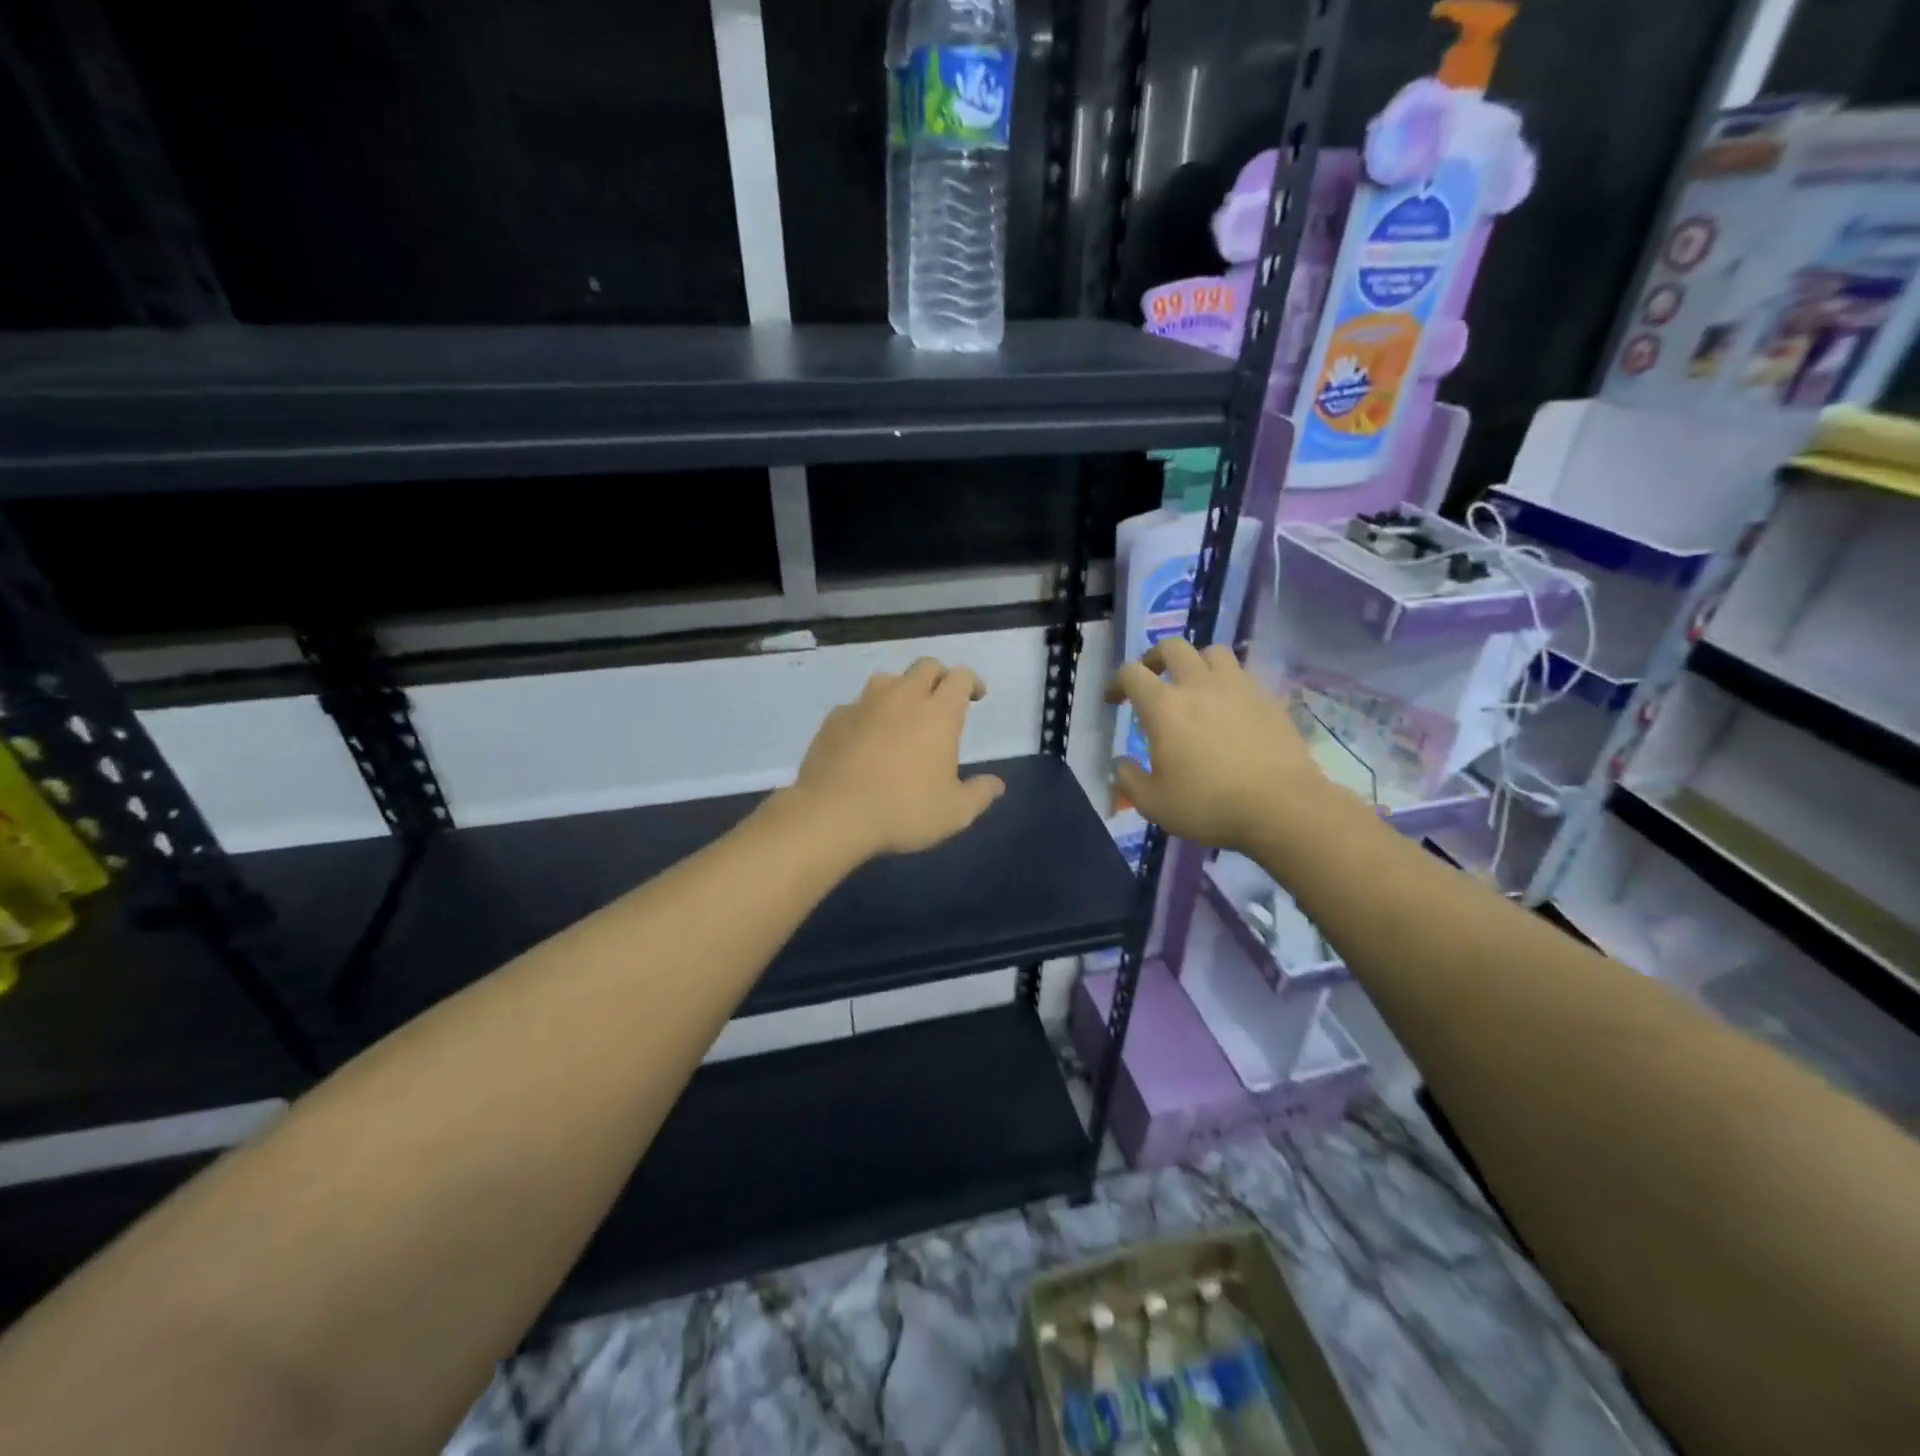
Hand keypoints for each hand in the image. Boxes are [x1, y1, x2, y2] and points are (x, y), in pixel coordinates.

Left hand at [791, 659, 1004, 857]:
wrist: (834, 813)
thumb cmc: (905, 810)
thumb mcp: (955, 812)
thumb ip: (979, 794)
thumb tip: (996, 785)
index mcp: (938, 712)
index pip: (960, 677)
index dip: (972, 682)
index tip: (976, 697)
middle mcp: (902, 697)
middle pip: (926, 666)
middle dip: (939, 677)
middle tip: (942, 700)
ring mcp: (864, 704)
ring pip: (888, 679)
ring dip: (901, 690)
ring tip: (903, 715)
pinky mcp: (834, 718)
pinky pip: (857, 705)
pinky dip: (868, 714)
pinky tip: (866, 739)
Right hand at [1106, 640, 1328, 853]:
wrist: (1281, 807)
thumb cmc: (1208, 805)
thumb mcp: (1154, 804)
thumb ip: (1129, 780)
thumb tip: (1120, 763)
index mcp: (1164, 707)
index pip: (1131, 673)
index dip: (1117, 681)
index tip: (1114, 699)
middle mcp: (1198, 685)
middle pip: (1172, 648)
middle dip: (1155, 658)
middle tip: (1151, 678)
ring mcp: (1238, 687)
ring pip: (1212, 652)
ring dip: (1196, 662)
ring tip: (1194, 684)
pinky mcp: (1268, 699)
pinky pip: (1242, 675)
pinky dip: (1228, 682)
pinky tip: (1228, 708)